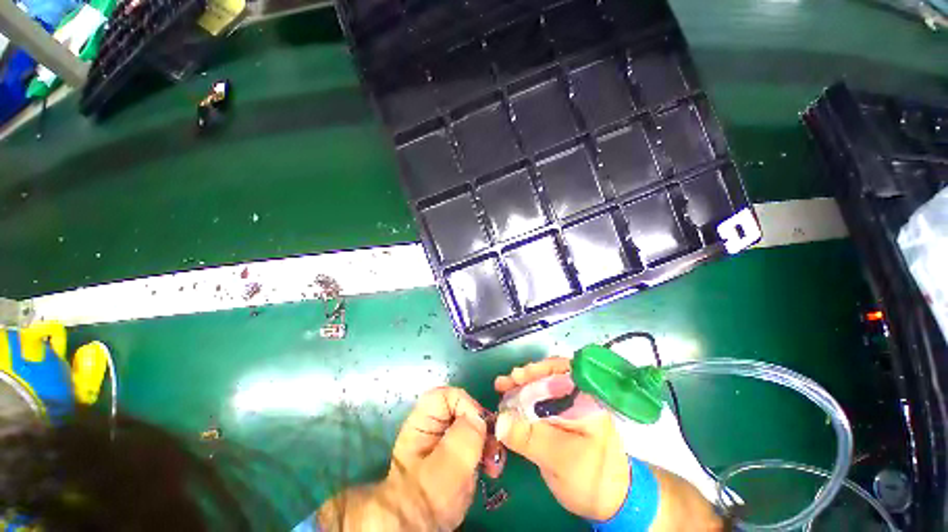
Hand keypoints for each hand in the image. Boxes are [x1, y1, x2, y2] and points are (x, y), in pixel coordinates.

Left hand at [386, 386, 487, 529]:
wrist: (417, 527)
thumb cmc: (427, 497)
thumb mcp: (446, 466)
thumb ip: (465, 436)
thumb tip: (480, 418)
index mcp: (424, 420)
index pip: (449, 395)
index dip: (467, 405)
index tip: (481, 428)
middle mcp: (435, 424)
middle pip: (464, 409)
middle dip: (483, 427)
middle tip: (493, 448)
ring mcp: (446, 439)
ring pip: (473, 425)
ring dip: (488, 441)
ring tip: (494, 464)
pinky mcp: (455, 453)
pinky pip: (476, 441)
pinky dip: (486, 452)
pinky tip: (490, 468)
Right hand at [494, 358, 629, 520]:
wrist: (608, 504)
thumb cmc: (591, 478)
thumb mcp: (559, 458)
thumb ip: (529, 438)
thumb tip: (500, 421)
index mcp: (588, 398)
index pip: (563, 370)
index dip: (538, 369)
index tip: (517, 376)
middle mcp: (580, 395)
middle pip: (550, 375)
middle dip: (525, 377)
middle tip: (503, 383)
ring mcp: (571, 405)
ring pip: (543, 386)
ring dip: (522, 386)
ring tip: (502, 387)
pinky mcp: (562, 417)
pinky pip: (541, 401)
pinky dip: (524, 399)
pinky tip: (511, 402)